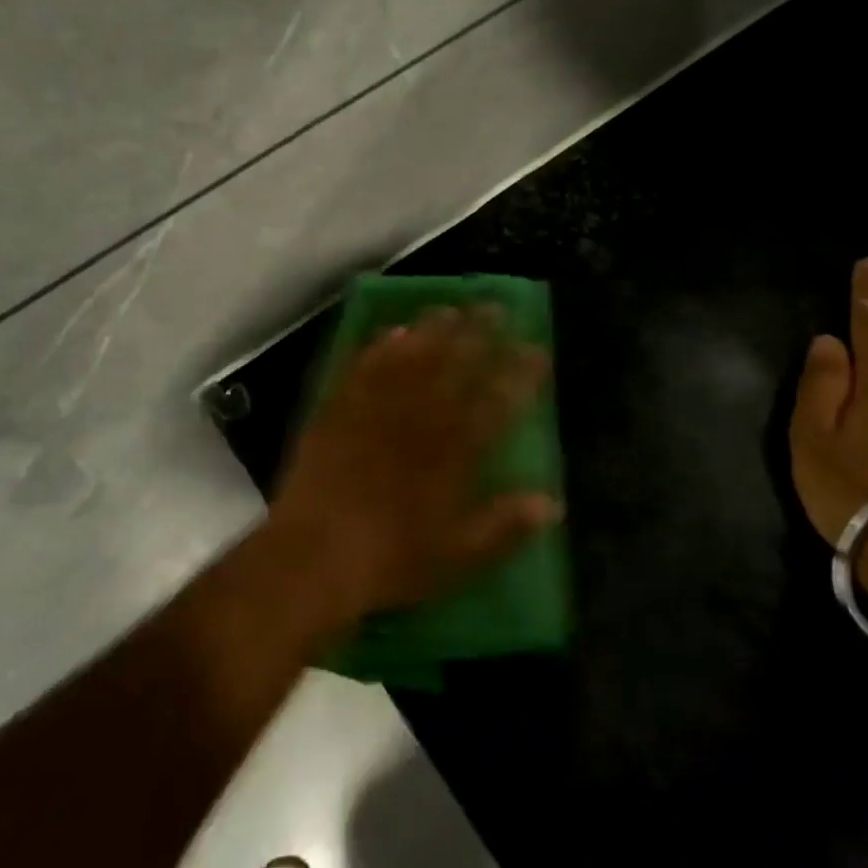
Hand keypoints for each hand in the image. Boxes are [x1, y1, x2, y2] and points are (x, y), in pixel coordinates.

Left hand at [269, 303, 556, 622]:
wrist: (315, 553)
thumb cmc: (393, 559)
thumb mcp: (460, 556)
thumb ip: (506, 526)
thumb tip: (552, 503)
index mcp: (455, 450)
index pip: (499, 399)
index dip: (520, 372)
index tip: (536, 349)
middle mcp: (420, 417)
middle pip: (456, 363)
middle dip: (480, 332)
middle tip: (495, 307)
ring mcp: (377, 407)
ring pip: (412, 355)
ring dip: (434, 328)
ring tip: (451, 308)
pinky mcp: (340, 408)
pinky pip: (365, 366)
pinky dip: (381, 346)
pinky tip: (391, 332)